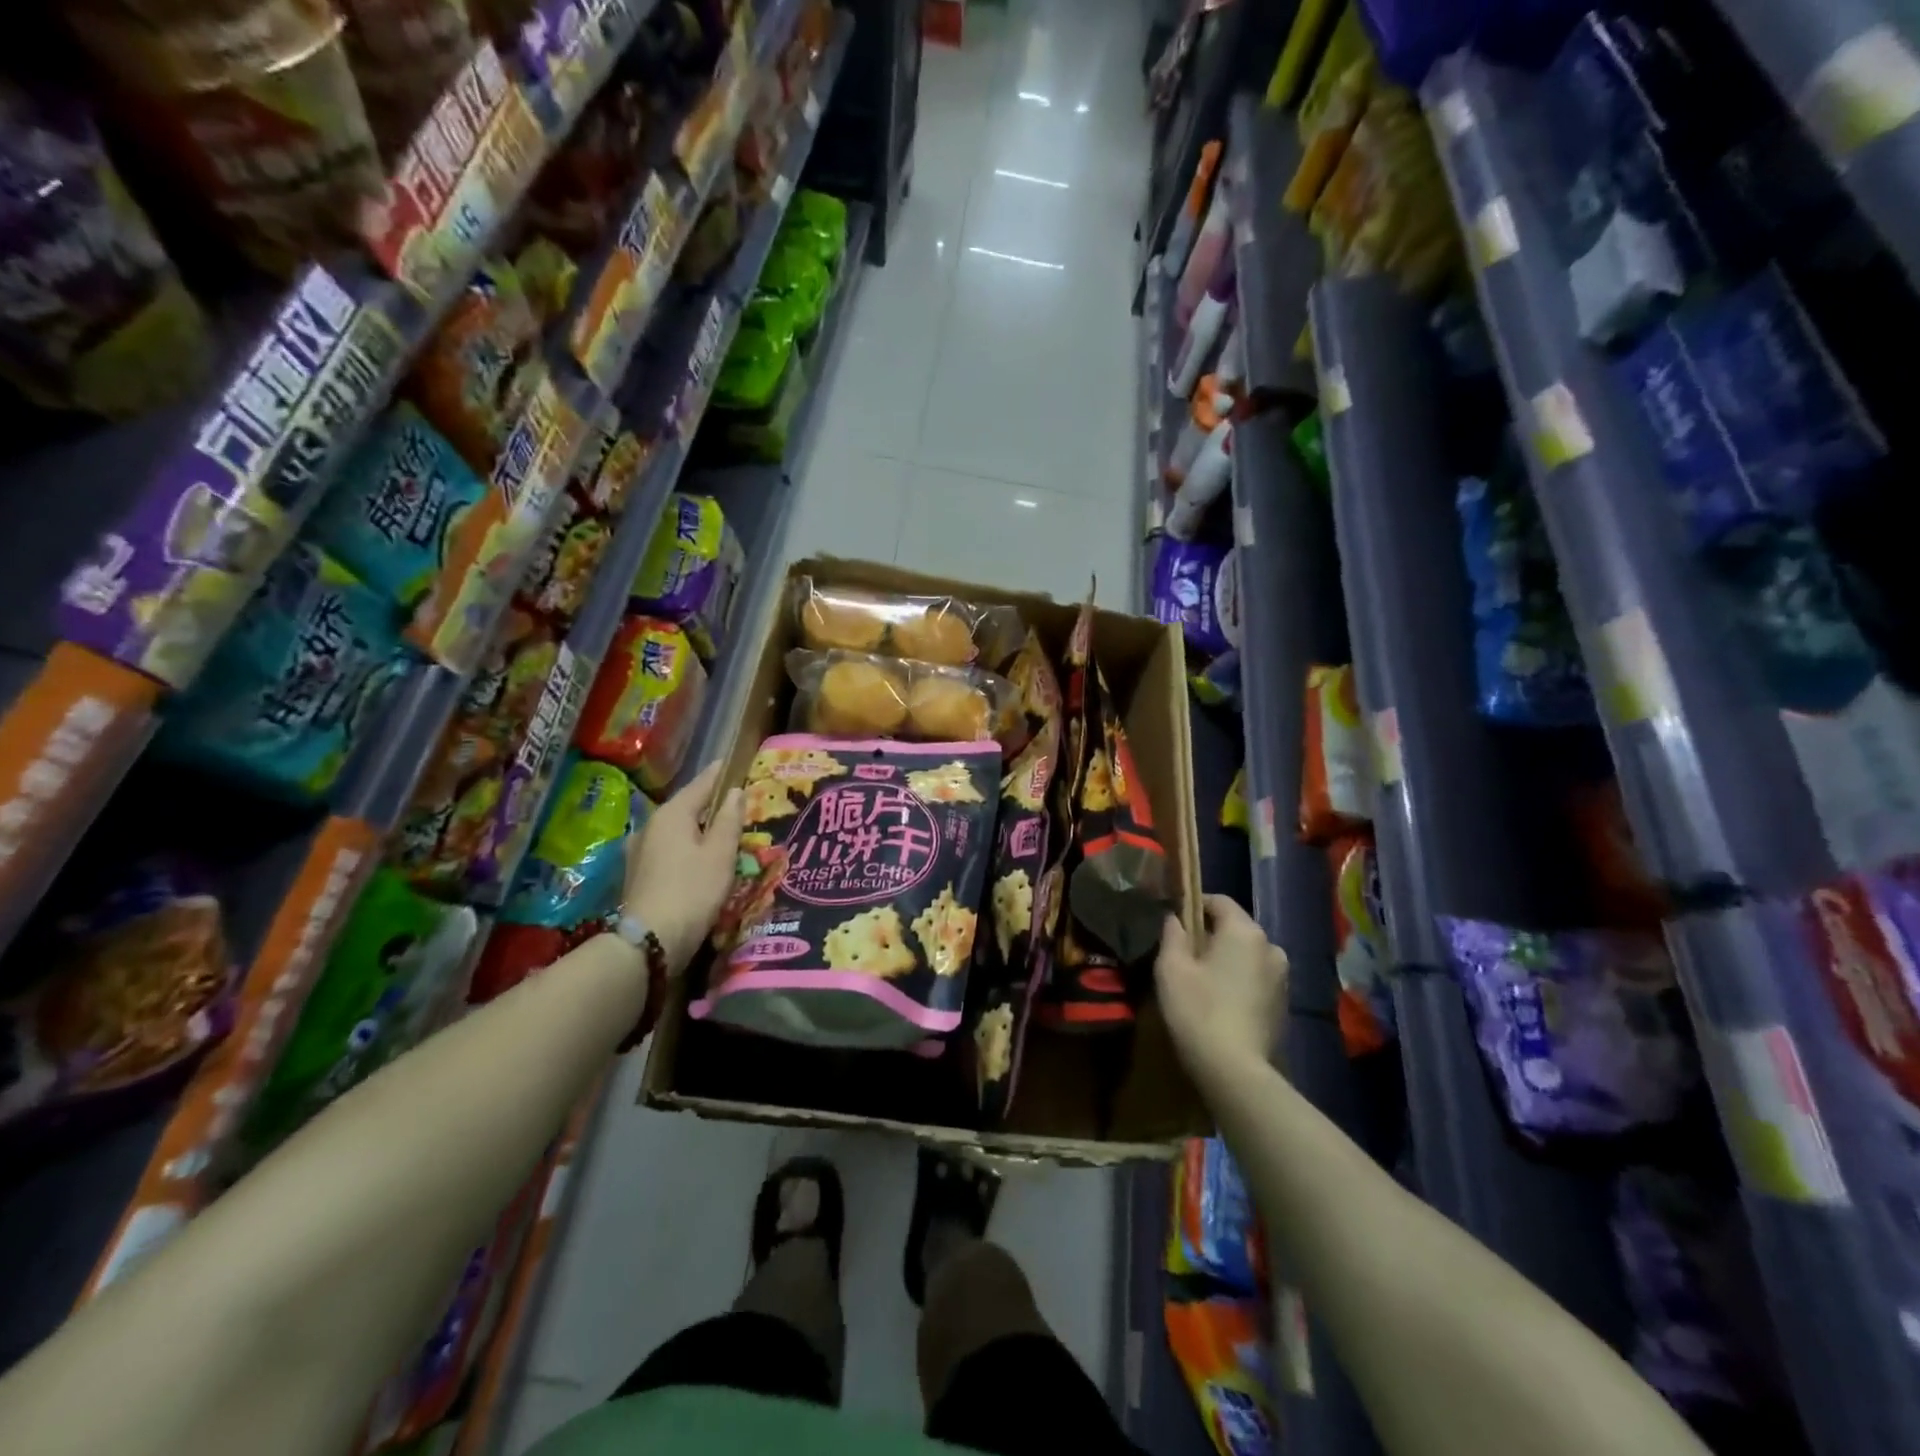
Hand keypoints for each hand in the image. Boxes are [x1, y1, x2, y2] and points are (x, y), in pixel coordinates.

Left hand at [624, 762, 745, 973]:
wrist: (650, 940)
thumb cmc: (693, 890)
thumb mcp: (720, 854)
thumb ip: (729, 819)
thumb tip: (735, 791)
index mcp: (672, 814)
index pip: (701, 784)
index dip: (719, 774)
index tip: (733, 763)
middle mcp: (651, 825)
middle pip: (685, 806)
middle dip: (708, 802)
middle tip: (733, 800)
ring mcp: (640, 850)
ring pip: (676, 828)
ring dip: (696, 826)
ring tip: (718, 829)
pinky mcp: (638, 873)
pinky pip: (668, 847)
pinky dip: (686, 845)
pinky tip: (697, 856)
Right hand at [1156, 895, 1288, 1078]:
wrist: (1235, 1070)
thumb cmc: (1198, 1010)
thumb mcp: (1171, 968)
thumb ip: (1172, 934)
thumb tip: (1174, 918)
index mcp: (1244, 931)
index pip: (1219, 901)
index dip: (1195, 905)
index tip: (1175, 922)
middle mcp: (1271, 946)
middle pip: (1235, 928)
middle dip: (1211, 934)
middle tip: (1184, 954)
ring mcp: (1282, 976)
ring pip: (1247, 954)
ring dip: (1226, 959)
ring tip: (1201, 980)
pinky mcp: (1284, 1003)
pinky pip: (1256, 977)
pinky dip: (1239, 980)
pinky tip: (1220, 1001)